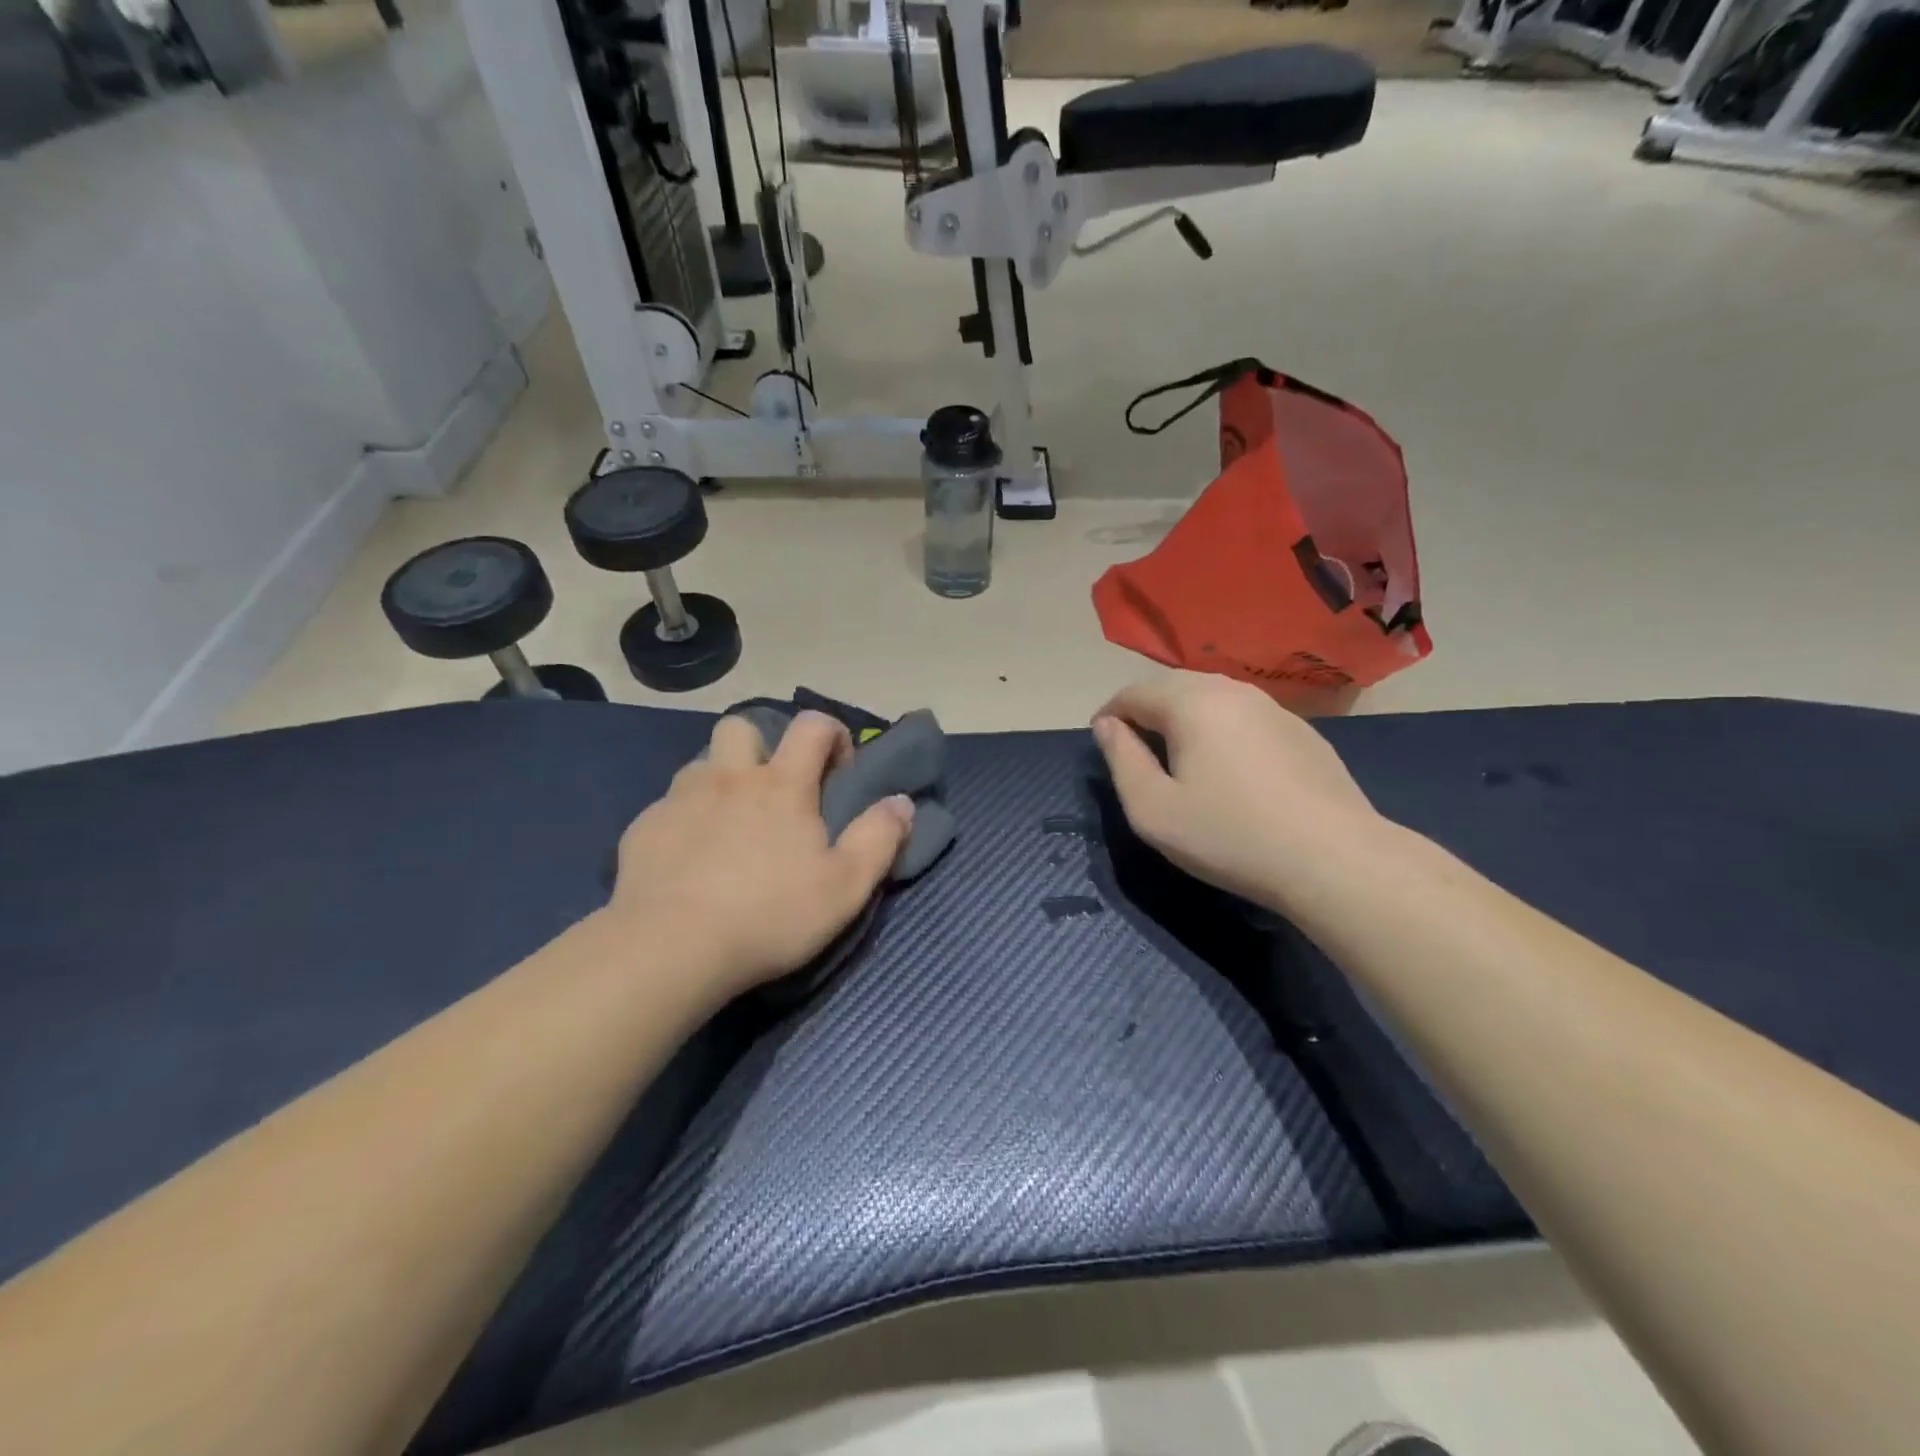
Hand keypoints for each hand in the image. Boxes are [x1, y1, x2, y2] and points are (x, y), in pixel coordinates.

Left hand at [608, 711, 914, 999]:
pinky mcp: (644, 829)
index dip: (832, 734)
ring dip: (721, 781)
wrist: (671, 949)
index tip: (839, 770)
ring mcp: (680, 800)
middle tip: (774, 790)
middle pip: (742, 727)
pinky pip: (669, 806)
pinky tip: (690, 860)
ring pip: (702, 765)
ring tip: (730, 826)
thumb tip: (902, 802)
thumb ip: (880, 838)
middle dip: (763, 745)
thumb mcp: (846, 886)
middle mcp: (729, 778)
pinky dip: (686, 820)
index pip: (812, 725)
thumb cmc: (770, 915)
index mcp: (781, 785)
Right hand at [1092, 672, 1382, 913]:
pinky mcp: (1301, 731)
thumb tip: (1106, 726)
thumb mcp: (1152, 809)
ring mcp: (1273, 707)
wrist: (1334, 858)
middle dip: (1145, 712)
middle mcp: (1232, 690)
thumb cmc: (1229, 835)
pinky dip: (1221, 730)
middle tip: (1135, 752)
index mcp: (1191, 702)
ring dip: (1183, 719)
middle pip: (1173, 687)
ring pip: (1211, 698)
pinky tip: (1228, 769)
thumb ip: (1121, 760)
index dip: (1109, 715)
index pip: (1133, 692)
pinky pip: (1243, 717)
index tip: (1102, 745)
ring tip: (1177, 758)